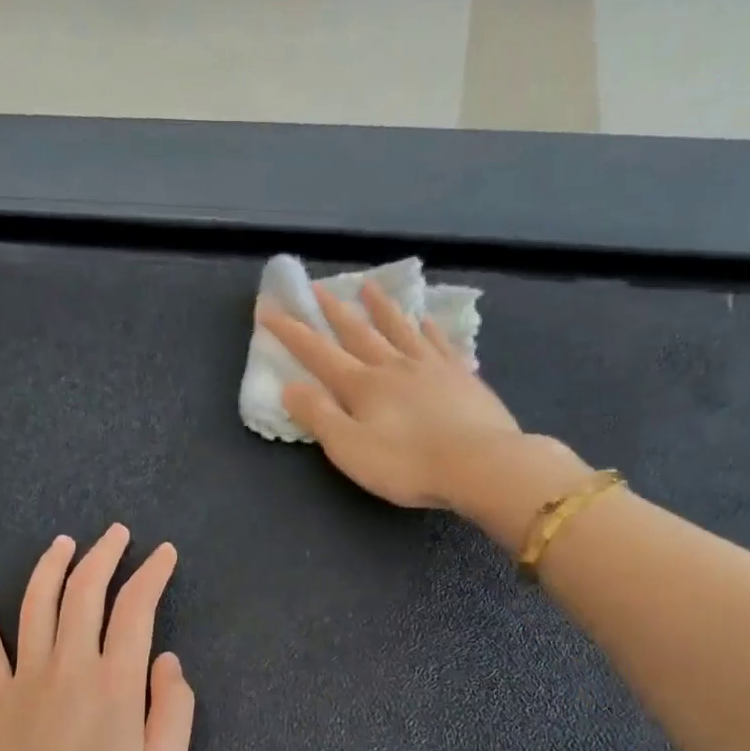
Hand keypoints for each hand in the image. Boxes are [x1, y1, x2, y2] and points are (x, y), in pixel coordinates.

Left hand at [0, 525, 194, 750]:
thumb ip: (174, 713)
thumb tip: (167, 661)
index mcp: (115, 686)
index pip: (135, 609)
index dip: (151, 575)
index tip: (164, 554)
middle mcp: (68, 669)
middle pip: (84, 593)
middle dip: (104, 556)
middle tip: (118, 533)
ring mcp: (23, 682)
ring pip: (35, 606)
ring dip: (51, 568)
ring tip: (65, 543)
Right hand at [262, 280, 576, 510]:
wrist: (480, 463)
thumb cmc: (407, 463)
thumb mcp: (350, 448)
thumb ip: (319, 416)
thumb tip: (290, 386)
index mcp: (363, 385)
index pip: (318, 353)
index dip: (291, 332)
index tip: (269, 309)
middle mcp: (394, 366)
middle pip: (358, 332)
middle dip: (334, 311)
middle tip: (318, 287)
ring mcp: (432, 367)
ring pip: (400, 329)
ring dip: (381, 308)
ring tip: (369, 287)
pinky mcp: (462, 377)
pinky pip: (440, 344)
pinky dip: (429, 329)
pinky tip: (426, 321)